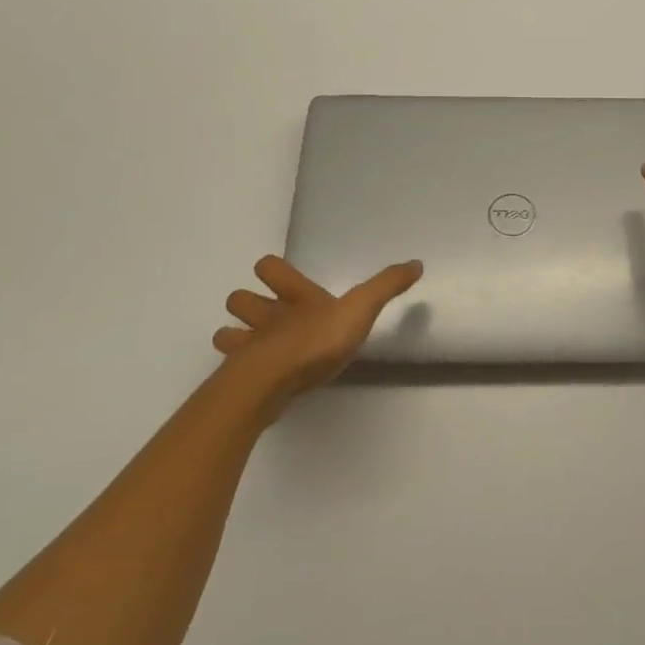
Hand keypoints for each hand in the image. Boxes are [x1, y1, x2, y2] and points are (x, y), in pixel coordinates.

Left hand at [212, 255, 422, 413]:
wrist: (274, 381)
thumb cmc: (317, 339)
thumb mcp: (361, 308)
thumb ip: (386, 287)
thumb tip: (417, 263)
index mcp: (296, 297)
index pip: (270, 267)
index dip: (272, 270)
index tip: (277, 275)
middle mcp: (267, 316)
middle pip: (240, 299)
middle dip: (245, 304)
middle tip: (263, 315)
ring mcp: (249, 348)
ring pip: (227, 334)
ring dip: (234, 337)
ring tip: (250, 347)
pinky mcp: (240, 379)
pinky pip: (230, 370)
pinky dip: (236, 371)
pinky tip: (251, 378)